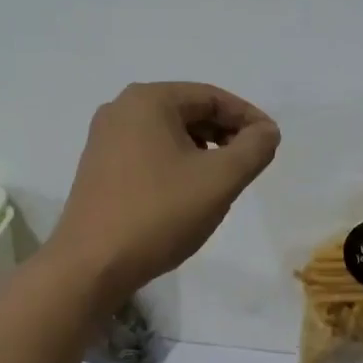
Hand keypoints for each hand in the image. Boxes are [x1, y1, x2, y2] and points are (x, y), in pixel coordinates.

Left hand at [50, 82, 280, 305]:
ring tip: (222, 182)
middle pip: (189, 112)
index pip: (212, 97)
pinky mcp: (98, 167)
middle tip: (250, 164)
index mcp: (148, 100)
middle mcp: (121, 109)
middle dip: (225, 135)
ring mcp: (105, 139)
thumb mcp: (220, 180)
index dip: (248, 119)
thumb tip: (266, 131)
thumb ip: (253, 148)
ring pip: (169, 134)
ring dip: (202, 151)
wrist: (91, 265)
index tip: (271, 145)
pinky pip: (149, 153)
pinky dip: (176, 164)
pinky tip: (188, 193)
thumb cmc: (159, 214)